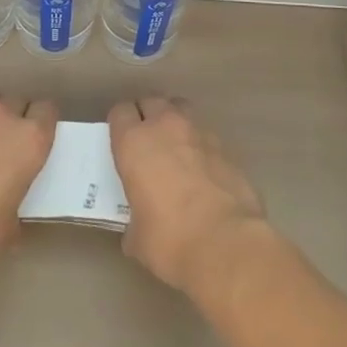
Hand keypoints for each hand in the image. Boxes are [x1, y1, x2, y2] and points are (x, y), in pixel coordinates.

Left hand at [0, 97, 56, 286]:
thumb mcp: (9, 228)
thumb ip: (15, 205)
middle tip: (11, 147)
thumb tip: (9, 211)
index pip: (47, 111)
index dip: (44, 124)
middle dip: (16, 119)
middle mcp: (0, 119)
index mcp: (29, 139)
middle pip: (16, 102)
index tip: (40, 142)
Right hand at [109, 97, 266, 295]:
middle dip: (147, 116)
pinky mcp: (226, 148)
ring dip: (175, 124)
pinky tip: (202, 172)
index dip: (120, 125)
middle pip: (152, 102)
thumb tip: (139, 227)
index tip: (121, 142)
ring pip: (181, 110)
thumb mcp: (137, 237)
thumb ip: (133, 220)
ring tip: (175, 150)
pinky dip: (200, 147)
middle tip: (147, 142)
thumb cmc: (170, 240)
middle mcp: (166, 127)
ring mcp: (200, 133)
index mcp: (135, 142)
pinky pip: (205, 136)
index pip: (120, 112)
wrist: (226, 244)